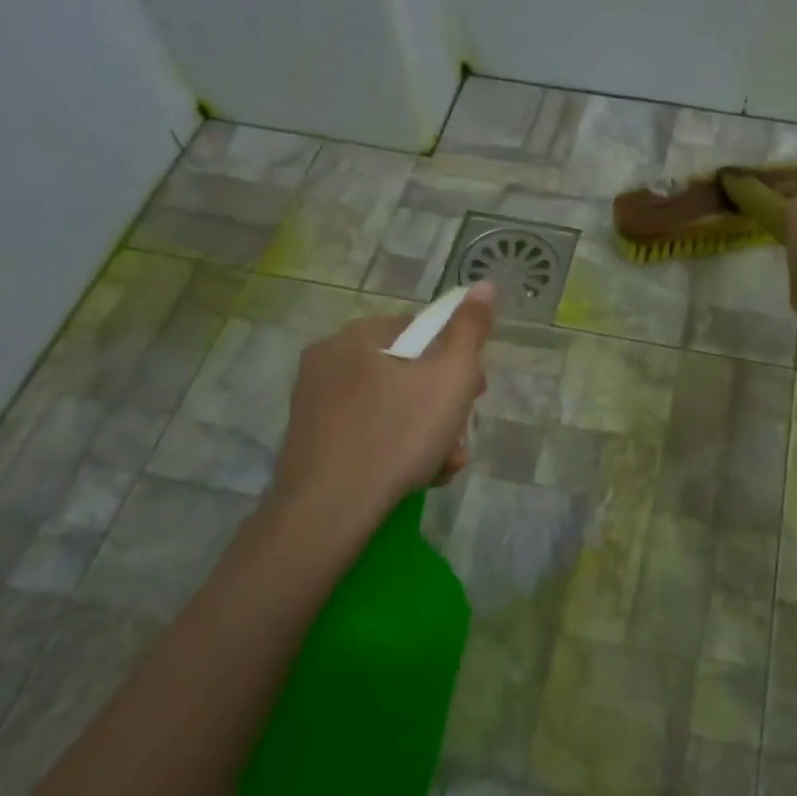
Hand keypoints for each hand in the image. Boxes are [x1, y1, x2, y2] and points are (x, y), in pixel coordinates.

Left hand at [267, 284, 495, 521]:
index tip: (475, 391)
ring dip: (428, 433)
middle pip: (407, 372)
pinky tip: (419, 476)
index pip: (421, 330)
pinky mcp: (312, 443)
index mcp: (357, 336)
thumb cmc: (398, 433)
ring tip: (447, 464)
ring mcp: (315, 405)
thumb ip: (470, 330)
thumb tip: (484, 285)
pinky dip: (397, 449)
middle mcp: (328, 362)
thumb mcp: (451, 377)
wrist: (330, 510)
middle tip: (462, 433)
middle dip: (444, 405)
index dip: (457, 359)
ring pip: (391, 408)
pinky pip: (369, 434)